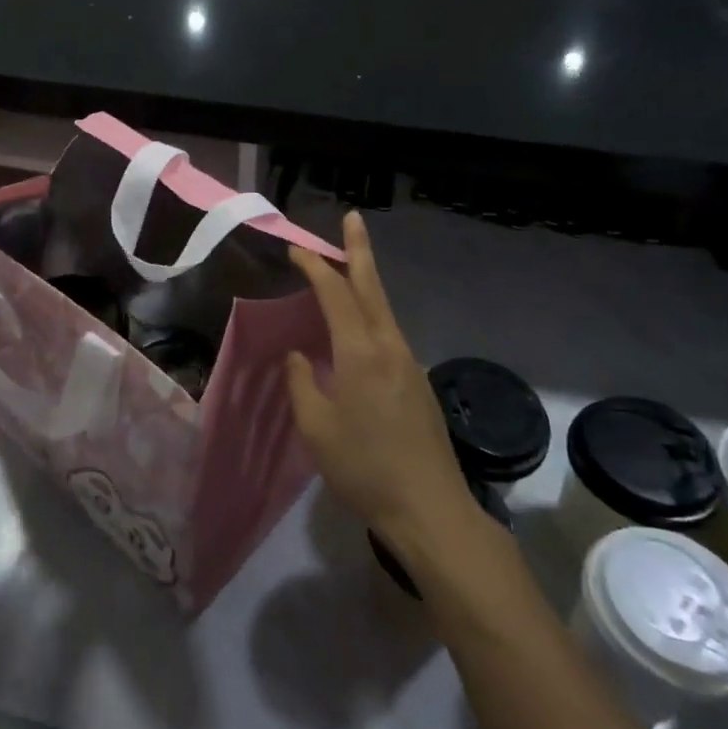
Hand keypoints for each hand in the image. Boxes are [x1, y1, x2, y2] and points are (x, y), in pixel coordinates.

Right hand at [284, 214, 472, 545]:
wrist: (430, 509)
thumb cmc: (365, 468)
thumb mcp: (316, 428)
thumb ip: (302, 384)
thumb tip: (299, 356)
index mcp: (361, 352)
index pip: (336, 294)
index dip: (315, 267)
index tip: (296, 249)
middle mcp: (390, 347)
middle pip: (372, 287)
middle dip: (360, 250)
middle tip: (353, 218)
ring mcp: (409, 364)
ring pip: (384, 309)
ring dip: (366, 282)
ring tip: (348, 267)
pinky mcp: (418, 383)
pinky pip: (389, 333)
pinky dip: (371, 313)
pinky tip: (359, 329)